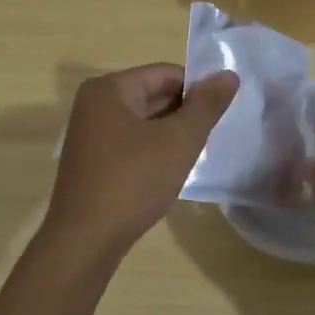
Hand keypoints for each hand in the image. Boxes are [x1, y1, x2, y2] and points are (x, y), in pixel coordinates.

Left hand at [43, 63, 238, 259]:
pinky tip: (170, 171)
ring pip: (143, 121)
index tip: (222, 112)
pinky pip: (131, 142)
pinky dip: (153, 150)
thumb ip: (206, 106)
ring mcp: (89, 134)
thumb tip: (229, 75)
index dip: (198, 89)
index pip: (165, 73)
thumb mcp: (178, 141)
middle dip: (184, 113)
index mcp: (108, 89)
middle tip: (212, 135)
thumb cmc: (133, 182)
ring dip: (170, 134)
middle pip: (152, 95)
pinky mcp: (91, 160)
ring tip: (196, 154)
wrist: (86, 240)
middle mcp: (93, 104)